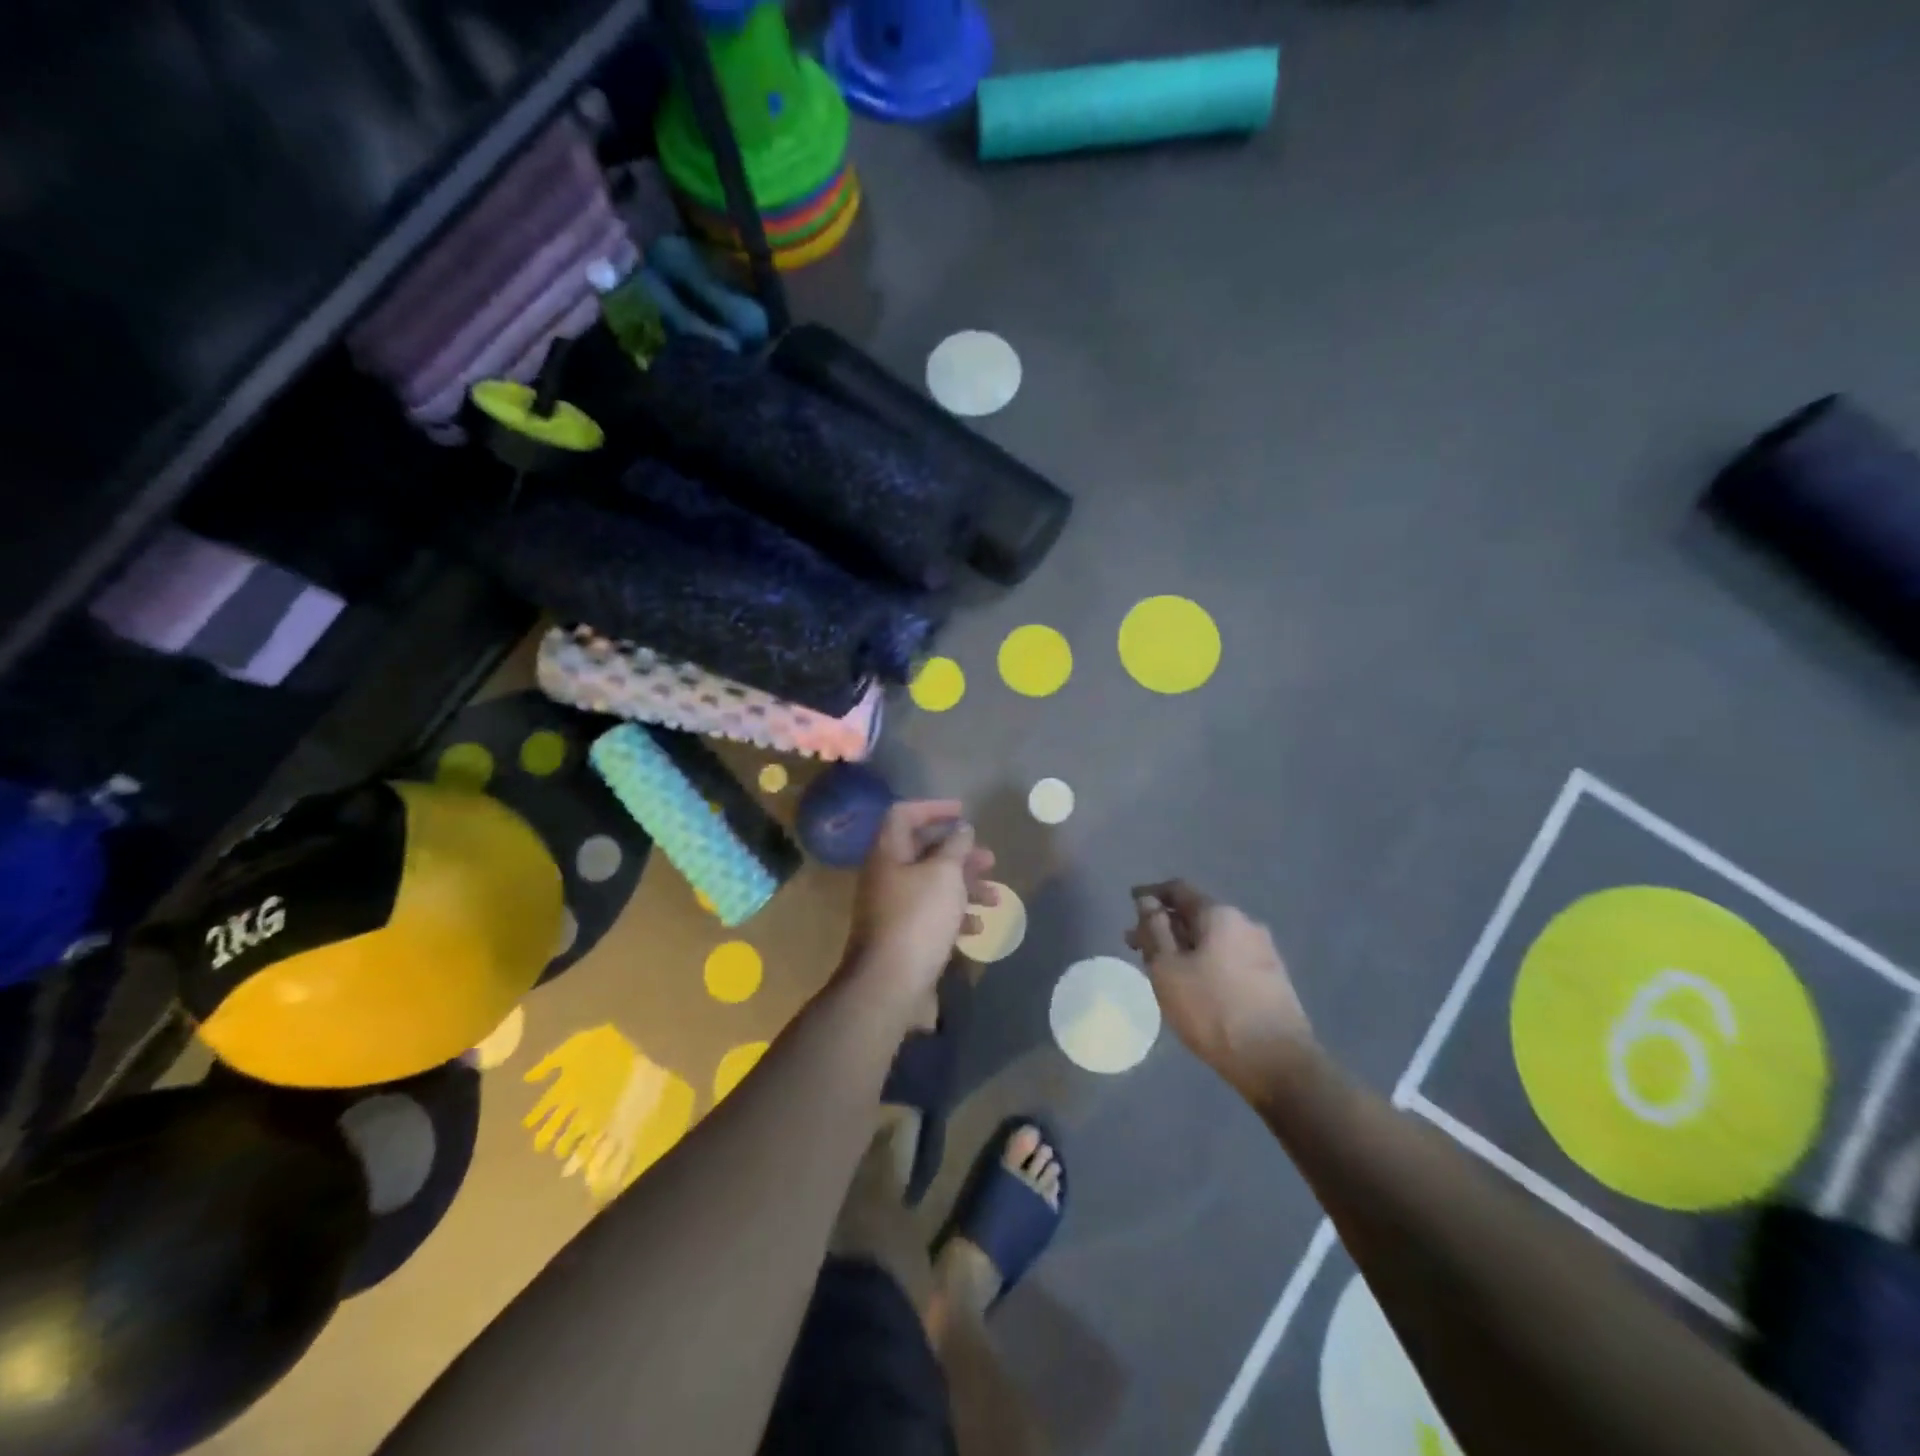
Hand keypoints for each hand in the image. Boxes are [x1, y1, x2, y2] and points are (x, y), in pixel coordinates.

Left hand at [840, 800, 996, 1014]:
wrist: (890, 986)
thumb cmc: (918, 919)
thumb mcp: (944, 874)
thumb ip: (955, 847)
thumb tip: (961, 829)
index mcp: (888, 853)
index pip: (904, 815)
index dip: (933, 808)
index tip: (964, 813)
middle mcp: (887, 876)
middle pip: (924, 852)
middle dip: (960, 854)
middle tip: (990, 860)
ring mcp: (894, 909)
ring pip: (934, 886)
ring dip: (966, 887)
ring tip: (995, 898)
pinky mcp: (905, 937)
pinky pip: (933, 916)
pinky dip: (956, 917)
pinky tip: (977, 928)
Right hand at [1127, 880, 1313, 1096]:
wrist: (1277, 1062)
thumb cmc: (1212, 1009)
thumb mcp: (1168, 968)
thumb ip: (1154, 930)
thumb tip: (1147, 901)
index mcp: (1220, 914)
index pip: (1178, 890)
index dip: (1151, 894)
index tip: (1131, 902)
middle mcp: (1245, 924)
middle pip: (1196, 914)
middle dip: (1164, 925)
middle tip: (1136, 944)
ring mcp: (1263, 951)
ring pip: (1212, 938)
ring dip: (1183, 946)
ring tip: (1161, 968)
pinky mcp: (1271, 978)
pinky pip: (1227, 957)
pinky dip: (1204, 961)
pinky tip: (1192, 983)